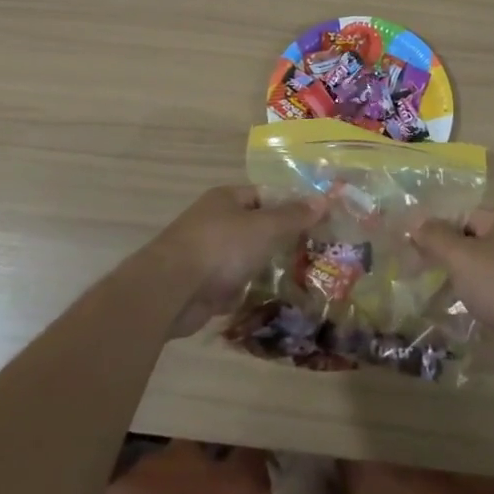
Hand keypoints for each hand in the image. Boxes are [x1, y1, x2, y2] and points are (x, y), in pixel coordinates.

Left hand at [150, 185, 324, 338]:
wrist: (170, 291)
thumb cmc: (220, 248)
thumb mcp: (264, 228)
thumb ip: (293, 216)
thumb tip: (323, 199)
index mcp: (226, 198)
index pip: (265, 195)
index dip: (290, 205)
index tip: (317, 221)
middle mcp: (215, 221)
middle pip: (256, 226)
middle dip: (281, 239)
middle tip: (315, 251)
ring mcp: (207, 254)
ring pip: (246, 257)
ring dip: (266, 267)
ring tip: (302, 277)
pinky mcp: (203, 284)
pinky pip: (234, 283)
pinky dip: (250, 290)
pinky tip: (273, 299)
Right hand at [409, 208, 493, 374]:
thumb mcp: (461, 257)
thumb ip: (435, 237)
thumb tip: (415, 219)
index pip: (462, 216)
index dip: (437, 231)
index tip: (415, 251)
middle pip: (475, 242)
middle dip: (449, 258)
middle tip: (423, 276)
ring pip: (487, 270)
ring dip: (466, 282)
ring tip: (440, 298)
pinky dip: (485, 300)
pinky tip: (470, 315)